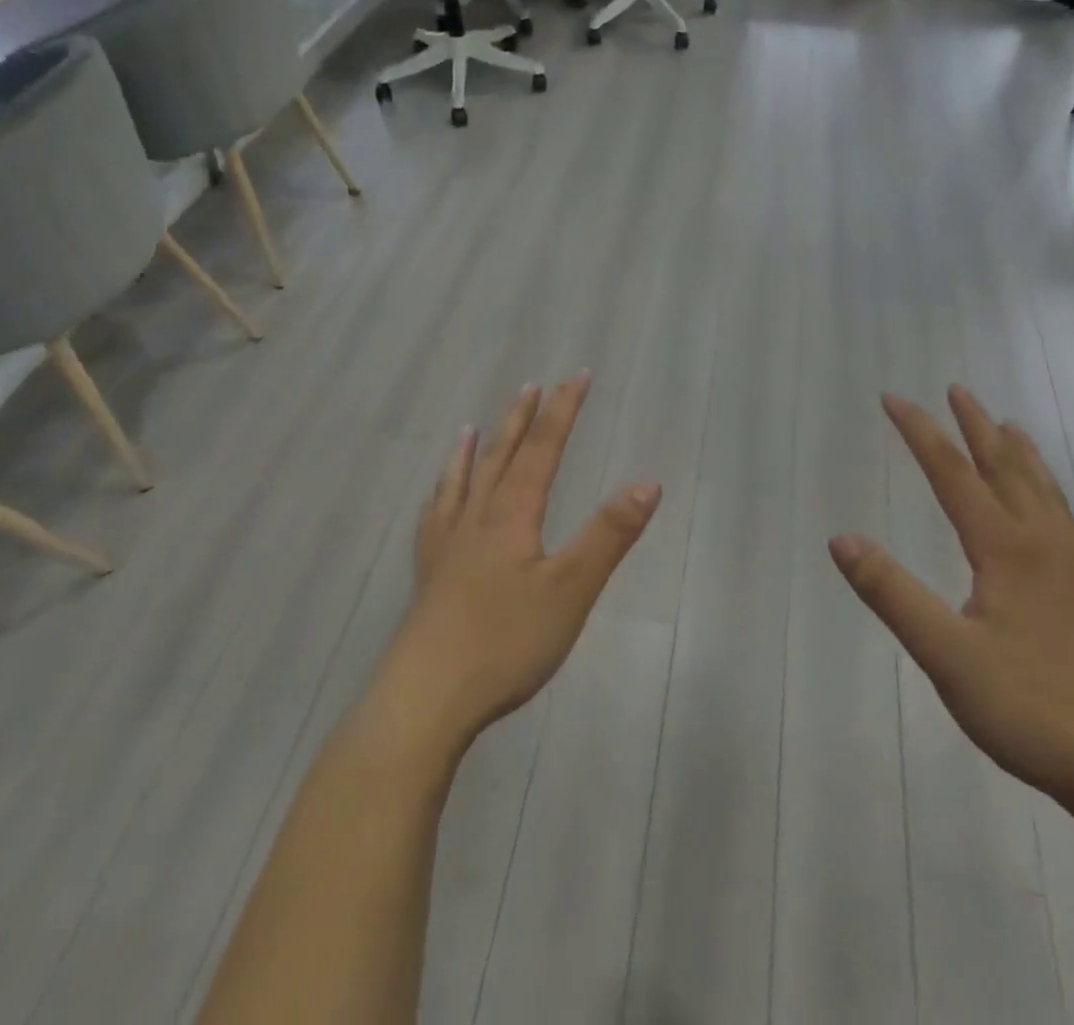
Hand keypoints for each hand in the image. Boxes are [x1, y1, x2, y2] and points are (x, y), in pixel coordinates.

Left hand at [375, 374, 661, 753]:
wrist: (425, 698)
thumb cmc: (505, 642)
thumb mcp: (571, 589)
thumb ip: (609, 535)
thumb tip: (648, 483)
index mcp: (512, 515)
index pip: (543, 449)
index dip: (563, 411)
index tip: (578, 376)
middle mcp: (476, 519)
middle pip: (501, 457)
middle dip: (522, 420)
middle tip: (532, 386)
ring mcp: (447, 547)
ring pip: (462, 483)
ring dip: (475, 450)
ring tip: (472, 426)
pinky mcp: (430, 577)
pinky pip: (434, 518)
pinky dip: (441, 496)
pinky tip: (436, 501)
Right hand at [830, 386, 1073, 808]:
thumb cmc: (1031, 708)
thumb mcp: (945, 654)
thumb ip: (891, 593)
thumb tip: (841, 539)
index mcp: (1005, 548)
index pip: (954, 474)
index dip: (921, 432)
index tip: (893, 399)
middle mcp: (1042, 544)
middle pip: (1006, 468)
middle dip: (976, 426)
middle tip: (956, 389)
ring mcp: (1072, 569)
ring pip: (1043, 490)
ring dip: (1018, 452)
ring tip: (1007, 425)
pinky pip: (1067, 521)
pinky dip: (1051, 493)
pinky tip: (1054, 508)